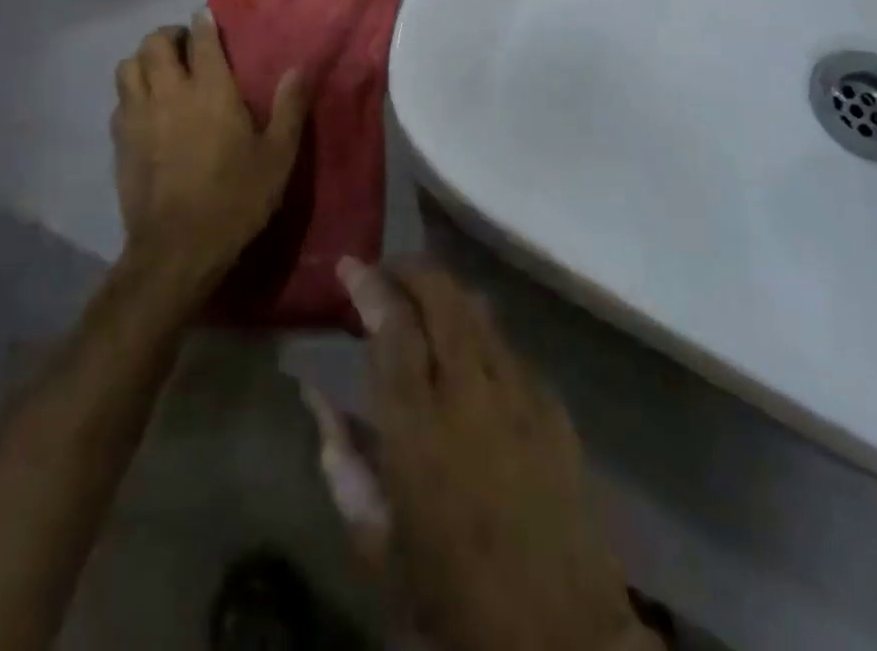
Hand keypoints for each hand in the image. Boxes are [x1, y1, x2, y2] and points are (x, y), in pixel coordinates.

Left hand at [111, 12, 309, 279]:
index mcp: (211, 91)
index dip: (204, 23)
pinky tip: (145, 108)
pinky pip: (119, 100)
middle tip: (184, 45)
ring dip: (143, 59)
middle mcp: (170, 93)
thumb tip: (301, 67)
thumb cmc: (236, 198)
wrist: (179, 247)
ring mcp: (139, 116)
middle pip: (154, 43)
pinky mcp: (121, 142)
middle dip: (169, 35)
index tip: (206, 17)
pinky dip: (131, 92)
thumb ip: (289, 107)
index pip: (201, 40)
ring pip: (128, 67)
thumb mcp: (278, 156)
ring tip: (160, 70)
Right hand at [360, 261, 657, 650]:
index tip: (351, 264)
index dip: (370, 286)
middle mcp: (469, 392)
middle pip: (441, 298)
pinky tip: (471, 350)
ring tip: (425, 295)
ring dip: (446, 293)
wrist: (559, 639)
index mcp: (418, 427)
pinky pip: (508, 348)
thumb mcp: (376, 542)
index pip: (392, 326)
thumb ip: (342, 462)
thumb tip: (316, 398)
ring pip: (478, 312)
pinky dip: (481, 333)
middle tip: (389, 269)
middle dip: (412, 270)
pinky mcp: (552, 406)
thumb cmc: (452, 597)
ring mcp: (518, 394)